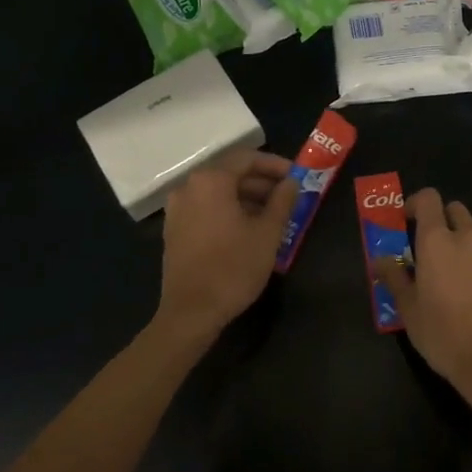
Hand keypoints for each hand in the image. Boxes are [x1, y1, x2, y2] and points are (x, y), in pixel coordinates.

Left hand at [157, 150, 298, 345]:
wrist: (191, 313)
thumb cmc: (233, 267)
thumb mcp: (268, 233)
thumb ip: (282, 201)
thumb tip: (291, 182)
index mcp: (211, 181)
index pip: (247, 159)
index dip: (275, 165)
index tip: (296, 176)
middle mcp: (189, 187)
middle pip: (231, 174)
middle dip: (262, 182)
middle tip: (288, 196)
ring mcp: (178, 209)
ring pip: (218, 192)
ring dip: (247, 198)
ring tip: (273, 215)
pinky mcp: (175, 230)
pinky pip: (206, 208)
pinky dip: (229, 210)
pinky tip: (249, 229)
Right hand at [373, 189, 471, 402]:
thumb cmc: (444, 333)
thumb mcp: (409, 309)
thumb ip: (394, 278)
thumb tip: (380, 260)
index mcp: (439, 240)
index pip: (429, 199)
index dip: (415, 204)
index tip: (405, 222)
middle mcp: (470, 238)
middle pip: (455, 211)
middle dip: (442, 222)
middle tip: (429, 250)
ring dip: (462, 247)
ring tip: (452, 280)